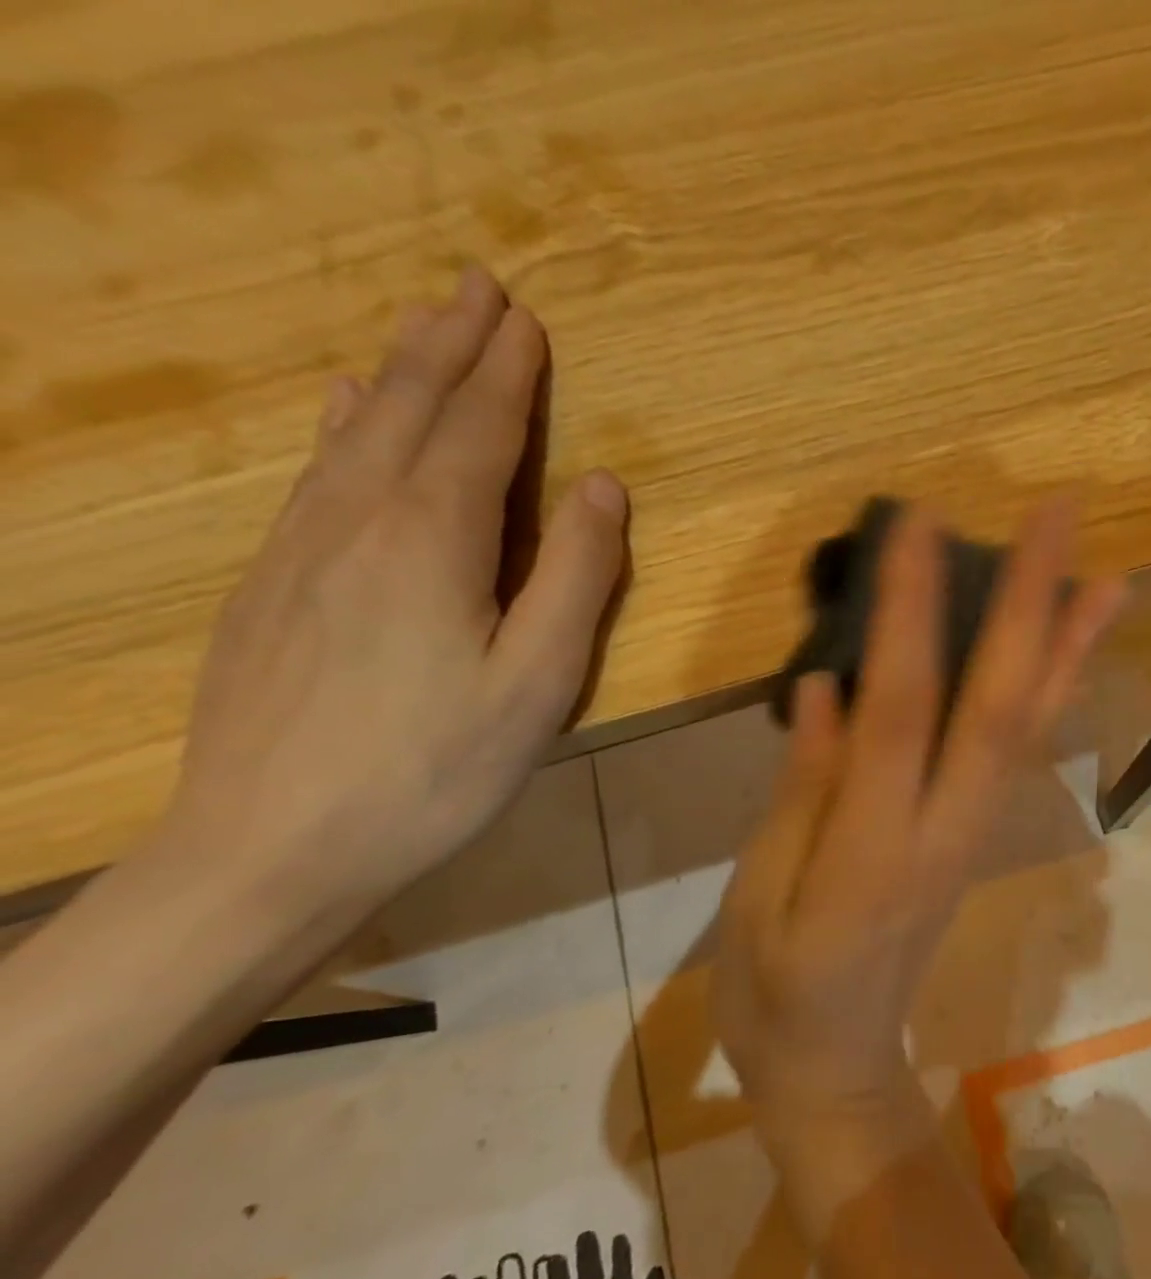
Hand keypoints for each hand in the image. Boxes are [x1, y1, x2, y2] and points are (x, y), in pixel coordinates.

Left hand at [158, 266, 628, 936]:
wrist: (273, 843)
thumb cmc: (435, 769)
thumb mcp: (538, 682)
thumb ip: (577, 579)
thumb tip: (601, 487)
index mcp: (433, 540)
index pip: (479, 431)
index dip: (508, 373)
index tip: (526, 318)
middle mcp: (359, 520)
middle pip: (411, 410)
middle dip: (450, 345)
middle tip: (478, 287)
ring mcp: (302, 548)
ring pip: (358, 432)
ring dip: (399, 372)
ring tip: (424, 328)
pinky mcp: (272, 582)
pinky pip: (317, 473)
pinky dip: (345, 425)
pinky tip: (346, 410)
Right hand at [708, 503, 1121, 1178]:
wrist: (839, 1070)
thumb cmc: (775, 993)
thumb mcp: (761, 897)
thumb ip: (803, 790)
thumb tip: (829, 686)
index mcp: (875, 848)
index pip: (903, 709)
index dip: (914, 612)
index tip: (921, 524)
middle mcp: (945, 831)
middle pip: (999, 704)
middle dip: (1031, 604)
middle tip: (1056, 514)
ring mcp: (972, 835)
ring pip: (1030, 729)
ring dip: (1069, 648)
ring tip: (1106, 573)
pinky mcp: (976, 839)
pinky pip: (1022, 756)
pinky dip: (1053, 698)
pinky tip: (1069, 656)